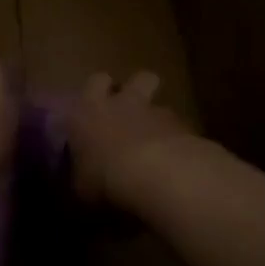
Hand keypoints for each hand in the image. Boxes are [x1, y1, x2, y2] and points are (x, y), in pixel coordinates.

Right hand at [64, 70, 195, 207]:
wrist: (156, 175)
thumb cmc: (105, 179)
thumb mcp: (81, 187)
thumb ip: (83, 175)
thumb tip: (85, 178)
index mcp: (88, 111)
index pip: (94, 82)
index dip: (99, 92)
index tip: (99, 108)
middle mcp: (122, 103)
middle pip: (137, 78)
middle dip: (137, 88)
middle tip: (132, 110)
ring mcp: (155, 112)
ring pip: (160, 101)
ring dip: (157, 115)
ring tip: (156, 137)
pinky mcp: (182, 126)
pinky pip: (177, 125)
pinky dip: (176, 138)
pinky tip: (175, 160)